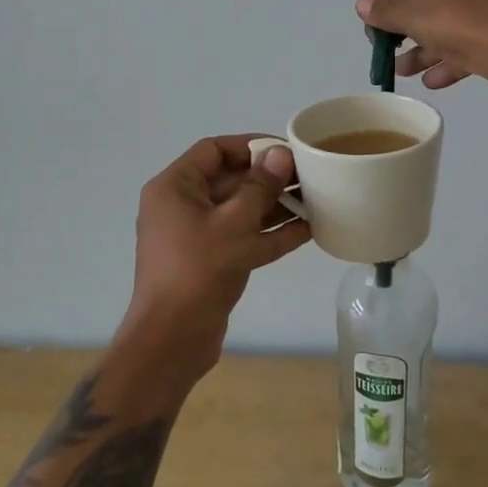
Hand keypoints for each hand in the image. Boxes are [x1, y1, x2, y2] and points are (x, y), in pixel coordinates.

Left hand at [119, 135, 311, 384]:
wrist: (172, 341)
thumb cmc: (198, 270)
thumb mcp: (234, 224)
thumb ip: (260, 186)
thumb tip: (280, 154)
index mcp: (175, 187)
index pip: (214, 150)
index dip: (250, 145)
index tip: (285, 149)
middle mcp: (182, 206)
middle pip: (230, 180)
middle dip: (269, 178)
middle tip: (308, 176)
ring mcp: (196, 237)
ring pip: (240, 211)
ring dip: (275, 206)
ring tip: (315, 200)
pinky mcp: (210, 263)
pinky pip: (243, 238)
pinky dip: (270, 234)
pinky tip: (308, 230)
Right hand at [356, 0, 487, 92]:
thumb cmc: (466, 27)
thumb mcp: (418, 16)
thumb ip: (387, 11)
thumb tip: (362, 2)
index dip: (386, 12)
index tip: (373, 37)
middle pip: (430, 11)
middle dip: (406, 36)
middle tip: (388, 58)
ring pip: (450, 33)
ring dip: (424, 53)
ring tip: (405, 73)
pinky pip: (469, 50)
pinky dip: (449, 63)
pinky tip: (433, 82)